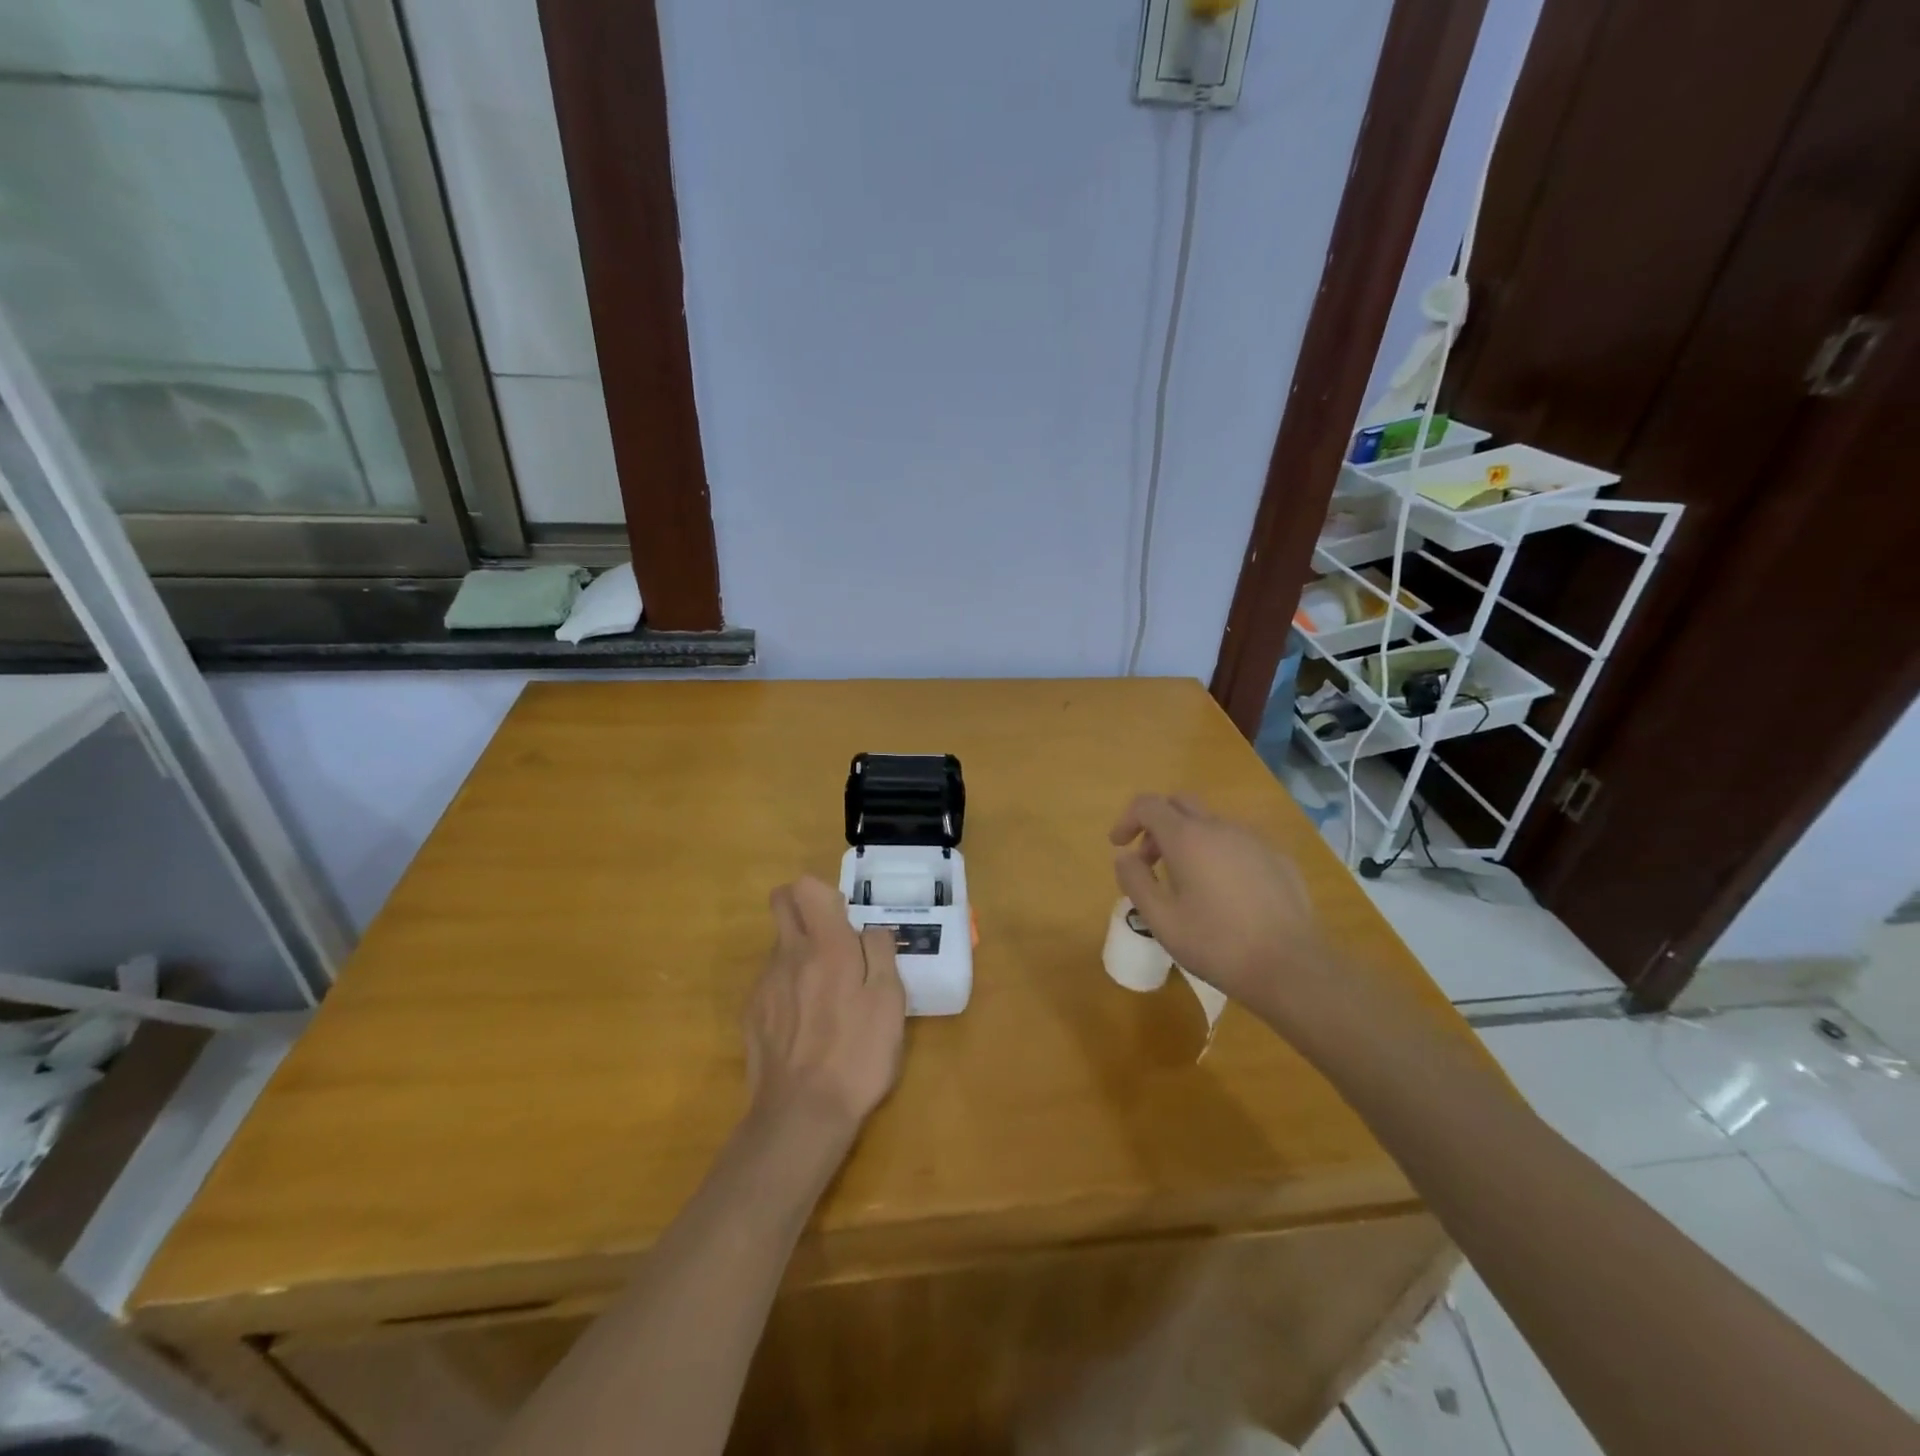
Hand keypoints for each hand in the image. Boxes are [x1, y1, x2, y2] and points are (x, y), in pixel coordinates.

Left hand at [745, 876, 906, 1135]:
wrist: (802, 1115)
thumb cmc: (858, 1055)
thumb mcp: (890, 1002)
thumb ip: (881, 953)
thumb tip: (871, 930)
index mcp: (826, 946)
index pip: (806, 887)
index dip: (826, 894)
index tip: (845, 921)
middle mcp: (789, 954)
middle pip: (781, 902)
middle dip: (802, 907)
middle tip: (832, 942)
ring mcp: (765, 984)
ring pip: (779, 945)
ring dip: (800, 953)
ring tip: (826, 996)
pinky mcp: (751, 1013)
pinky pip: (771, 981)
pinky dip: (788, 987)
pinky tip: (805, 1024)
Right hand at [1108, 794, 1322, 1017]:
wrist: (1290, 966)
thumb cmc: (1216, 944)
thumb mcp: (1161, 920)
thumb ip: (1135, 881)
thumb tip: (1125, 858)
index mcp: (1188, 838)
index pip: (1148, 804)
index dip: (1127, 819)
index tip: (1119, 845)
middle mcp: (1220, 827)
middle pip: (1180, 804)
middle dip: (1157, 825)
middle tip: (1149, 861)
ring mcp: (1253, 840)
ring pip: (1210, 824)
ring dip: (1188, 840)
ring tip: (1185, 883)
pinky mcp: (1277, 858)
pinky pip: (1238, 843)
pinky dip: (1218, 854)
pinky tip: (1224, 894)